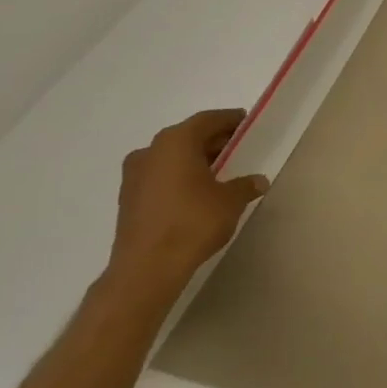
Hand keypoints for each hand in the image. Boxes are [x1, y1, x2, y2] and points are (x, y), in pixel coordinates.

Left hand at [107, 109, 268, 298]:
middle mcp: (150, 152)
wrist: (147, 268)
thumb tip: (257, 181)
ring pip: (171, 157)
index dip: (229, 119)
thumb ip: (245, 185)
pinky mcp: (129, 199)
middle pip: (187, 136)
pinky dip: (180, 176)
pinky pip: (160, 176)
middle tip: (238, 147)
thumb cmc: (193, 222)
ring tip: (220, 170)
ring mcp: (134, 176)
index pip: (207, 120)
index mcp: (175, 142)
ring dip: (195, 159)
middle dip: (213, 140)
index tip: (247, 123)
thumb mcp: (231, 200)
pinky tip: (198, 191)